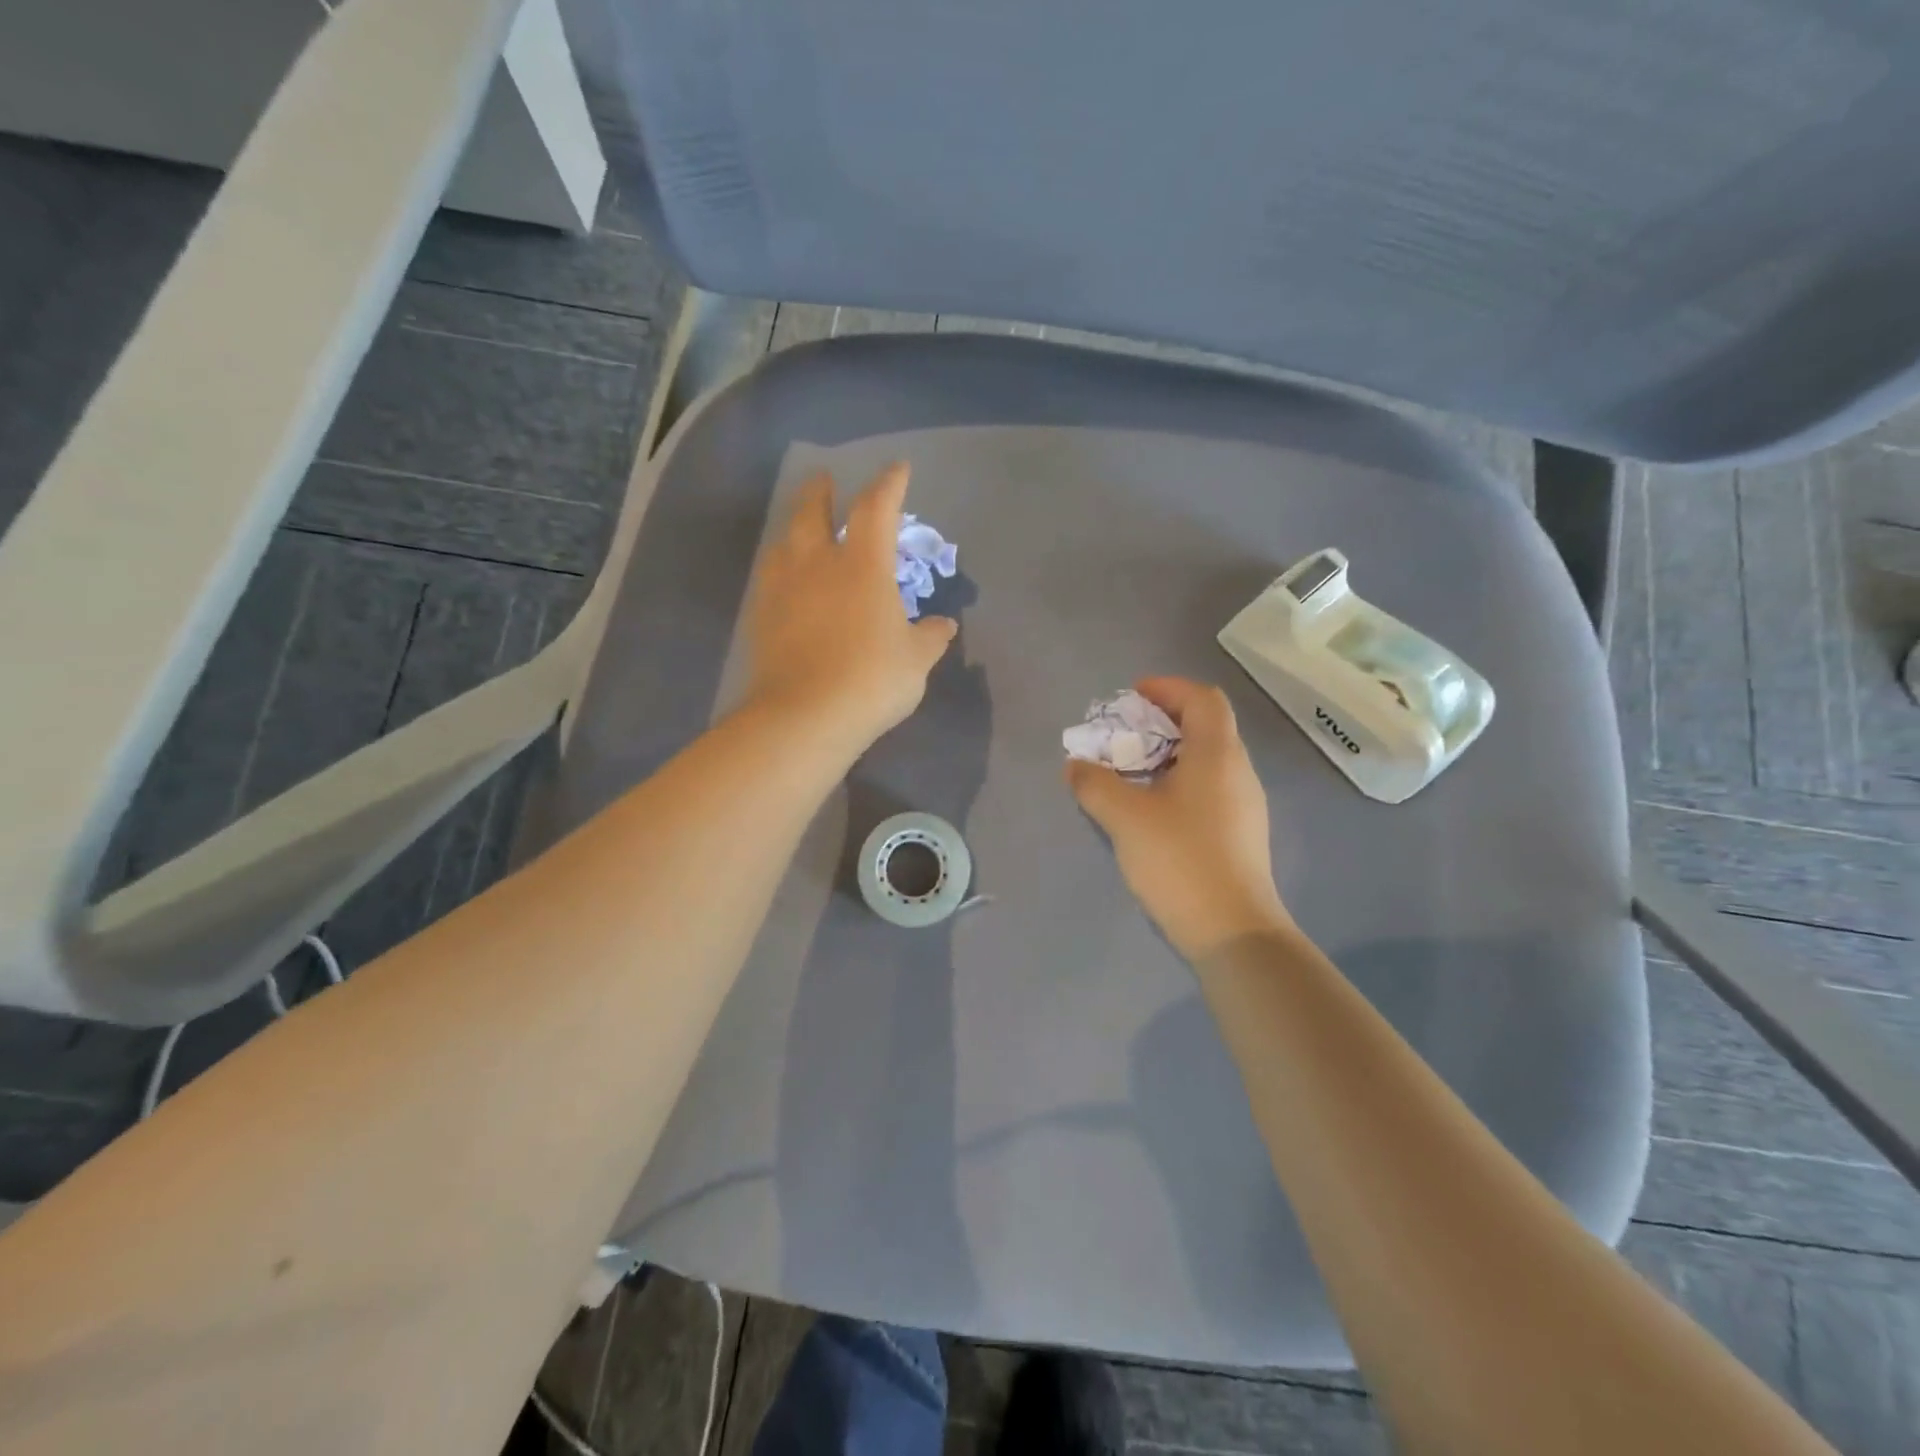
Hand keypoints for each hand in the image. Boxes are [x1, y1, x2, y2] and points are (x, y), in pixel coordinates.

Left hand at [740, 462, 956, 756]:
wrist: (805, 715)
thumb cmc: (871, 680)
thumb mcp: (915, 661)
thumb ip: (930, 637)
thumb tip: (944, 626)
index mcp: (863, 565)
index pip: (876, 508)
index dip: (889, 484)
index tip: (898, 469)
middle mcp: (818, 564)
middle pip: (812, 512)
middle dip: (821, 492)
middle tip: (825, 481)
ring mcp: (783, 588)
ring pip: (785, 542)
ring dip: (795, 527)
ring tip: (802, 529)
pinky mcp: (761, 616)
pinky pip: (771, 577)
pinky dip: (782, 567)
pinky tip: (786, 581)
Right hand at [1066, 677, 1290, 959]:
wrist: (1232, 930)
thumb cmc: (1180, 860)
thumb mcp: (1125, 817)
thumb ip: (1094, 784)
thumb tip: (1075, 765)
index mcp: (1217, 754)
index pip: (1202, 698)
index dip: (1168, 688)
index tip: (1132, 697)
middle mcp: (1238, 771)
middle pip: (1206, 725)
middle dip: (1162, 721)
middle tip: (1123, 736)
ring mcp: (1244, 804)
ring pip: (1207, 759)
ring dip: (1168, 754)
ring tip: (1131, 772)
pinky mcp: (1241, 833)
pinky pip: (1209, 788)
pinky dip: (1179, 781)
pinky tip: (1153, 809)